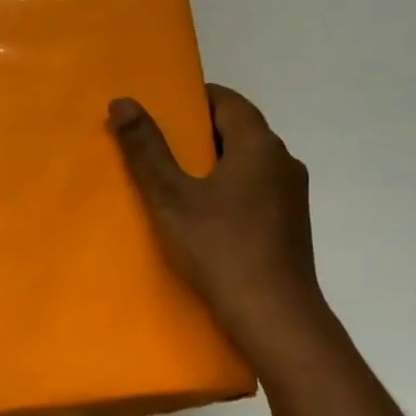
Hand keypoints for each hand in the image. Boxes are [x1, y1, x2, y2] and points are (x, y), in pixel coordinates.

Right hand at [108, 86, 327, 357]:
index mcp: (259, 145)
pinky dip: (227, 189)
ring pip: (247, 163)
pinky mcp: (290, 224)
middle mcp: (283, 161)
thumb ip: (146, 149)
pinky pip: (254, 190)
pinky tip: (201, 215)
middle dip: (197, 133)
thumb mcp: (171, 197)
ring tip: (172, 181)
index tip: (159, 110)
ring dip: (212, 164)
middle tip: (155, 146)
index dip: (192, 99)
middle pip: (238, 130)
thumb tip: (123, 101)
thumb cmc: (220, 248)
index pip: (228, 100)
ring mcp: (291, 195)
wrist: (274, 316)